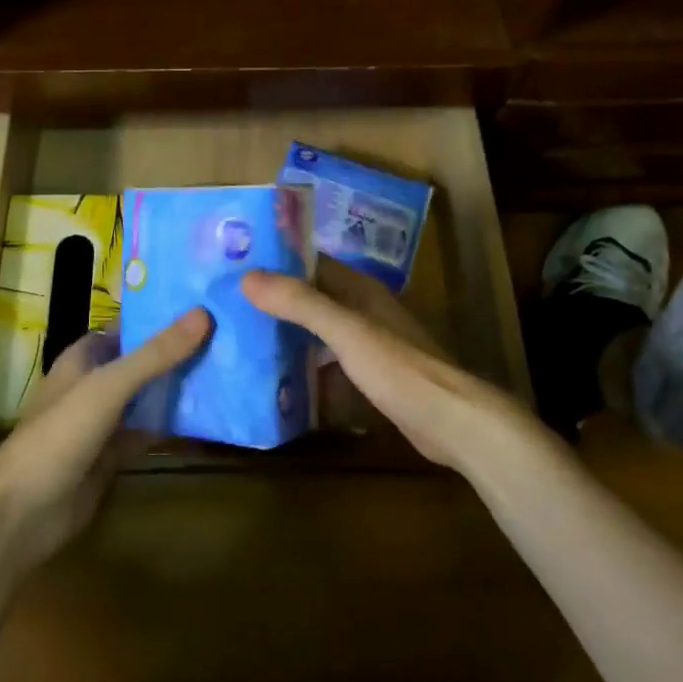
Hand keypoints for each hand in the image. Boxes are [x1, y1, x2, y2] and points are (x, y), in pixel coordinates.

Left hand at [0, 308, 210, 574]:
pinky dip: (175, 424)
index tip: (209, 303)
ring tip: (231, 368)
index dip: (165, 314)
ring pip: (150, 395)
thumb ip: (156, 354)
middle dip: (181, 350)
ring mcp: (106, 419)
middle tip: (232, 335)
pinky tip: (211, 416)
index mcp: (86, 355)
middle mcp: (96, 381)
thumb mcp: (109, 386)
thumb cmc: (60, 435)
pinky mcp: (114, 454)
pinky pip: (150, 430)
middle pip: (145, 359)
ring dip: (181, 386)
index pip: (132, 325)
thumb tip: (204, 313)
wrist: (22, 514)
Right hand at [242, 264, 547, 476]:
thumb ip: (300, 302)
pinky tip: (280, 378)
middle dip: (277, 298)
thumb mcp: (345, 331)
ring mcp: (369, 343)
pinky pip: (329, 359)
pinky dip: (307, 363)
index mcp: (360, 289)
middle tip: (230, 304)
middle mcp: (364, 309)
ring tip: (245, 338)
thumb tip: (248, 275)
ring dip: (290, 331)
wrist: (451, 421)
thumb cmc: (398, 367)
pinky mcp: (372, 374)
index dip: (277, 260)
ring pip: (320, 329)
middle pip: (313, 295)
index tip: (236, 264)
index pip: (311, 262)